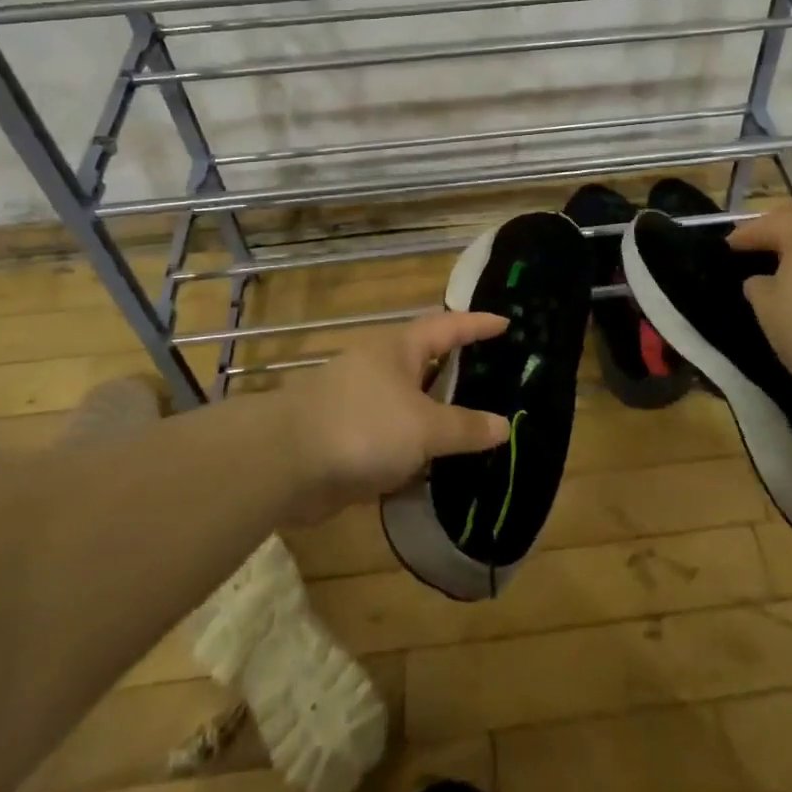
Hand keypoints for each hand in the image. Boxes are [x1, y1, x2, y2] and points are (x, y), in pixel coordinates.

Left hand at [277, 311, 511, 523]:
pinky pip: (393, 438)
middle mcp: (380, 368)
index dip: (477, 324)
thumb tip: (502, 426)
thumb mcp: (424, 427)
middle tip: (495, 376)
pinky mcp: (348, 438)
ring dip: (437, 415)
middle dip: (458, 370)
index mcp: (399, 348)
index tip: (506, 323)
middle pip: (427, 363)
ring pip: (410, 404)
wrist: (285, 463)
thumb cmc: (362, 426)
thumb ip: (465, 428)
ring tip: (475, 425)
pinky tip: (436, 467)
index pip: (448, 326)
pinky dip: (415, 449)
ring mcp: (361, 403)